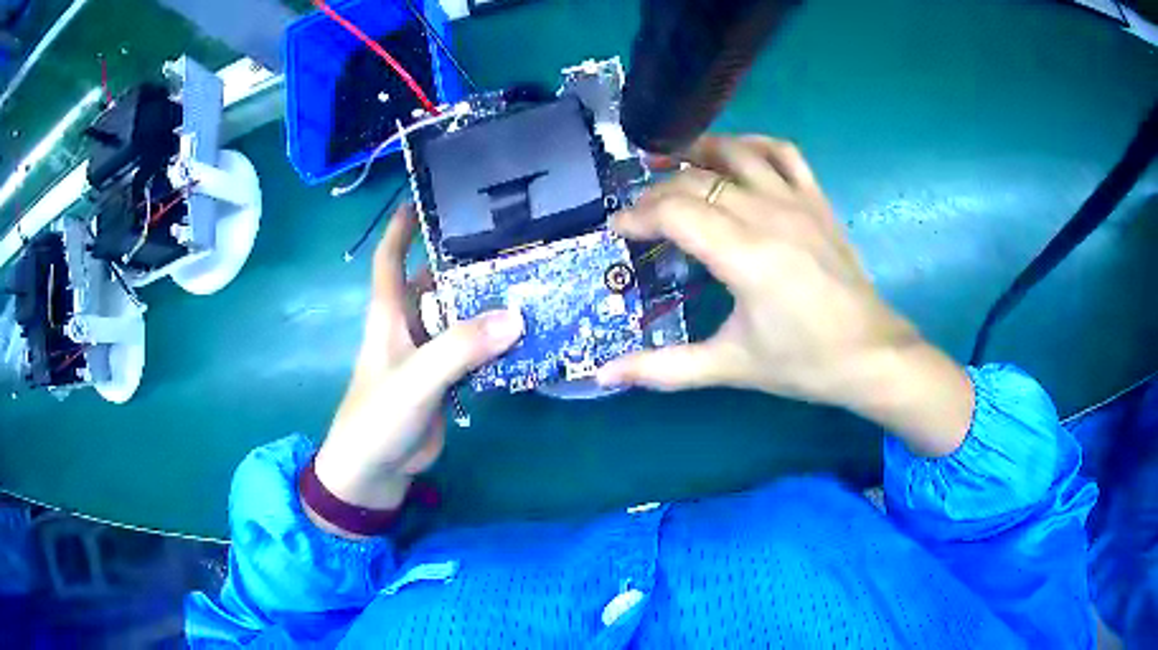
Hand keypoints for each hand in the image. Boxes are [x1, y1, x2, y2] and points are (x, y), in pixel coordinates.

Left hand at [308, 205, 523, 535]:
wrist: (375, 471)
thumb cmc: (378, 416)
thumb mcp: (415, 378)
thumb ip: (460, 348)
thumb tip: (517, 316)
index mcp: (389, 314)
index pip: (390, 258)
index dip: (402, 227)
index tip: (426, 198)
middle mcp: (409, 326)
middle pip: (435, 282)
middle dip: (463, 261)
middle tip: (509, 240)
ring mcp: (429, 354)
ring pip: (460, 317)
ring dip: (486, 303)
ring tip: (530, 279)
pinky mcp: (445, 380)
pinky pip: (474, 351)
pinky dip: (496, 342)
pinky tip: (528, 333)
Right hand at [598, 136, 973, 455]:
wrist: (871, 354)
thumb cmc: (803, 362)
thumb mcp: (730, 366)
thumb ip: (664, 368)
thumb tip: (605, 375)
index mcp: (744, 255)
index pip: (674, 212)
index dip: (637, 216)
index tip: (617, 230)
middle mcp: (768, 215)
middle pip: (695, 181)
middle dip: (657, 192)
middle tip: (640, 215)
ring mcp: (797, 201)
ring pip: (736, 153)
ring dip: (697, 152)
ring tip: (671, 165)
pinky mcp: (818, 200)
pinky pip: (783, 153)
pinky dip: (754, 145)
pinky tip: (736, 156)